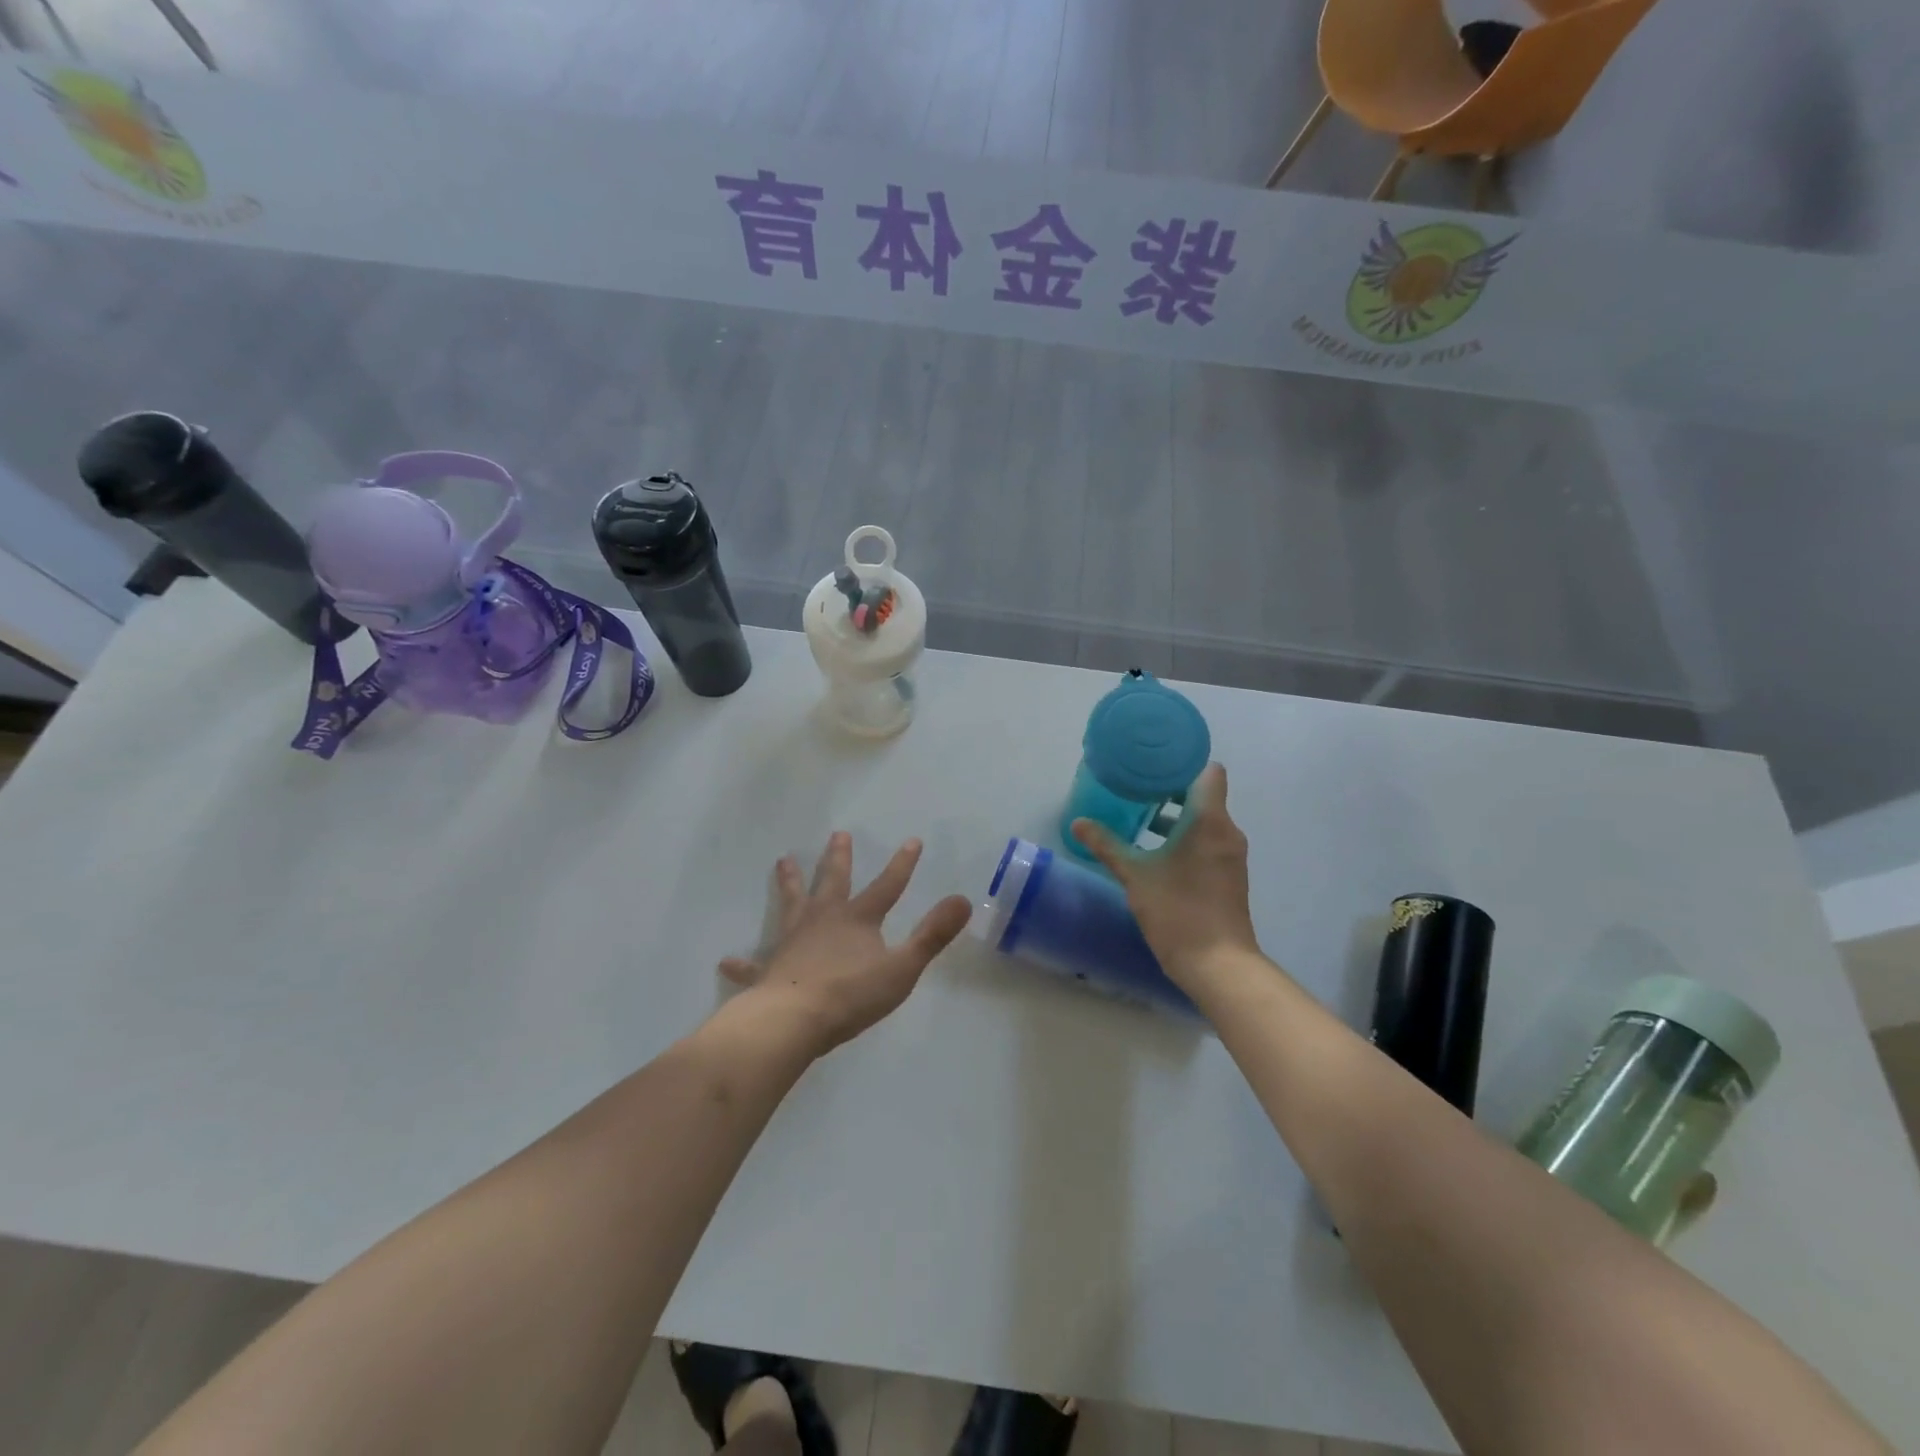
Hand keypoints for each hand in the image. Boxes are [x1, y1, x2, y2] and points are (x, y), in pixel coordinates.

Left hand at [720, 832, 972, 1055]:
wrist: (793, 1020)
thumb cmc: (852, 995)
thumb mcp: (902, 967)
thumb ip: (933, 935)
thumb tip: (964, 899)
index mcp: (858, 920)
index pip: (886, 886)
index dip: (902, 865)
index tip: (912, 840)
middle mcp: (824, 921)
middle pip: (833, 882)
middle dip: (838, 858)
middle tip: (838, 835)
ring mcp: (793, 942)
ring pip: (792, 904)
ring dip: (790, 883)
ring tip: (783, 861)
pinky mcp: (770, 969)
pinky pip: (754, 964)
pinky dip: (744, 963)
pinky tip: (728, 961)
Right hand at [1070, 763, 1262, 992]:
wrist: (1218, 965)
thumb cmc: (1177, 910)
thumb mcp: (1135, 875)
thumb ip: (1107, 845)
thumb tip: (1079, 822)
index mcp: (1209, 820)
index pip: (1208, 772)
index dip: (1183, 764)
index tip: (1153, 768)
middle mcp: (1227, 831)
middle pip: (1204, 795)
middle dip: (1171, 792)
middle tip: (1136, 792)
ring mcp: (1231, 856)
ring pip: (1206, 821)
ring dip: (1177, 819)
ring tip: (1141, 822)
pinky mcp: (1229, 876)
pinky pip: (1209, 842)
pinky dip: (1187, 839)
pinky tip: (1157, 854)